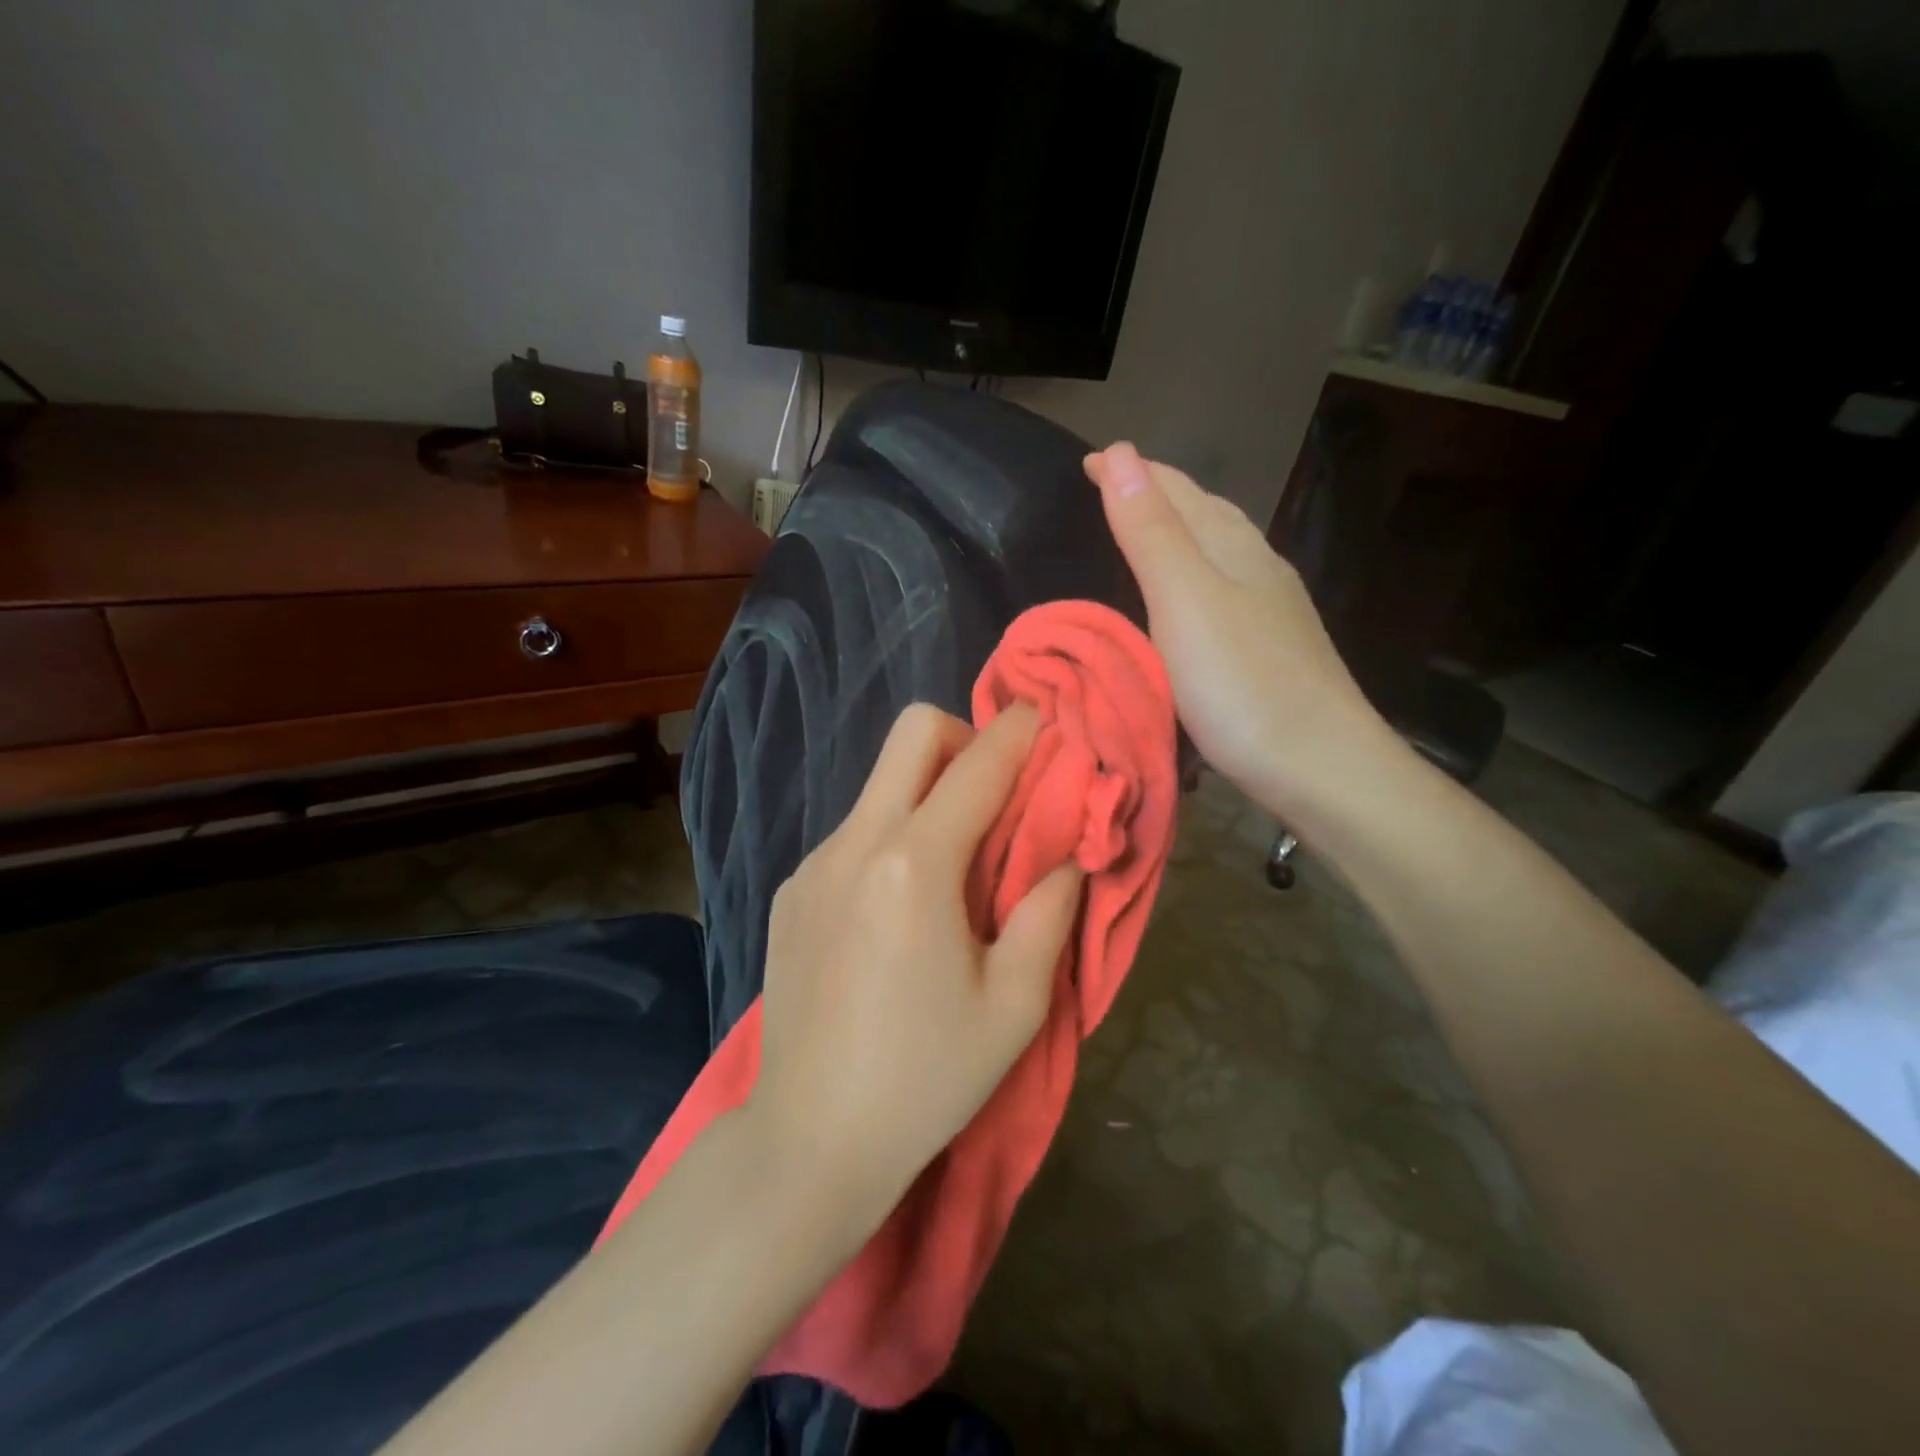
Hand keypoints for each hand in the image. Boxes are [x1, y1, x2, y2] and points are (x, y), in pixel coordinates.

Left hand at [751, 702, 1084, 1228]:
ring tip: (954, 864)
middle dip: (964, 740)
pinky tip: (900, 908)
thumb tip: (1066, 857)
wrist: (809, 1140)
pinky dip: (891, 837)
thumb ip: (1047, 913)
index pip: (978, 764)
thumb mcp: (1014, 1006)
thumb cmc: (926, 1078)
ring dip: (927, 792)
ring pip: (880, 784)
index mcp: (915, 865)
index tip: (1047, 720)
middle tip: (997, 795)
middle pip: (912, 734)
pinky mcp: (790, 891)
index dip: (1021, 732)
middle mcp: (856, 843)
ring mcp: (813, 864)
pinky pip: (854, 833)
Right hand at [1084, 442, 1391, 819]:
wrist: (1322, 767)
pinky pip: (1224, 590)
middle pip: (1204, 514)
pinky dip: (1194, 577)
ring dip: (1178, 533)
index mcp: (1233, 547)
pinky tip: (1190, 602)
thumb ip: (1152, 533)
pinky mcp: (1274, 648)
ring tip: (1144, 535)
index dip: (1131, 472)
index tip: (1088, 460)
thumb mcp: (1185, 601)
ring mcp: (1273, 610)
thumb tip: (1121, 453)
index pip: (1176, 491)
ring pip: (1219, 551)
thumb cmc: (1243, 685)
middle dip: (1156, 494)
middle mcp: (1258, 566)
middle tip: (1111, 489)